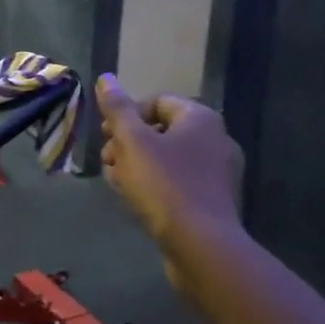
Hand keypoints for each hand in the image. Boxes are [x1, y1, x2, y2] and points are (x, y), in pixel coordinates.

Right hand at [96, 75, 243, 257]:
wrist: (202, 245)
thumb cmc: (164, 186)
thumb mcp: (132, 143)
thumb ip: (118, 110)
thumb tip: (106, 78)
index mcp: (200, 118)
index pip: (157, 102)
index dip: (126, 116)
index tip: (105, 137)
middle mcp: (217, 139)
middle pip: (163, 130)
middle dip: (129, 143)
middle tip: (108, 162)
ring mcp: (219, 172)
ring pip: (169, 158)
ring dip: (139, 165)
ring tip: (118, 184)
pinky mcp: (215, 200)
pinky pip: (180, 182)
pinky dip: (157, 185)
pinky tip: (139, 202)